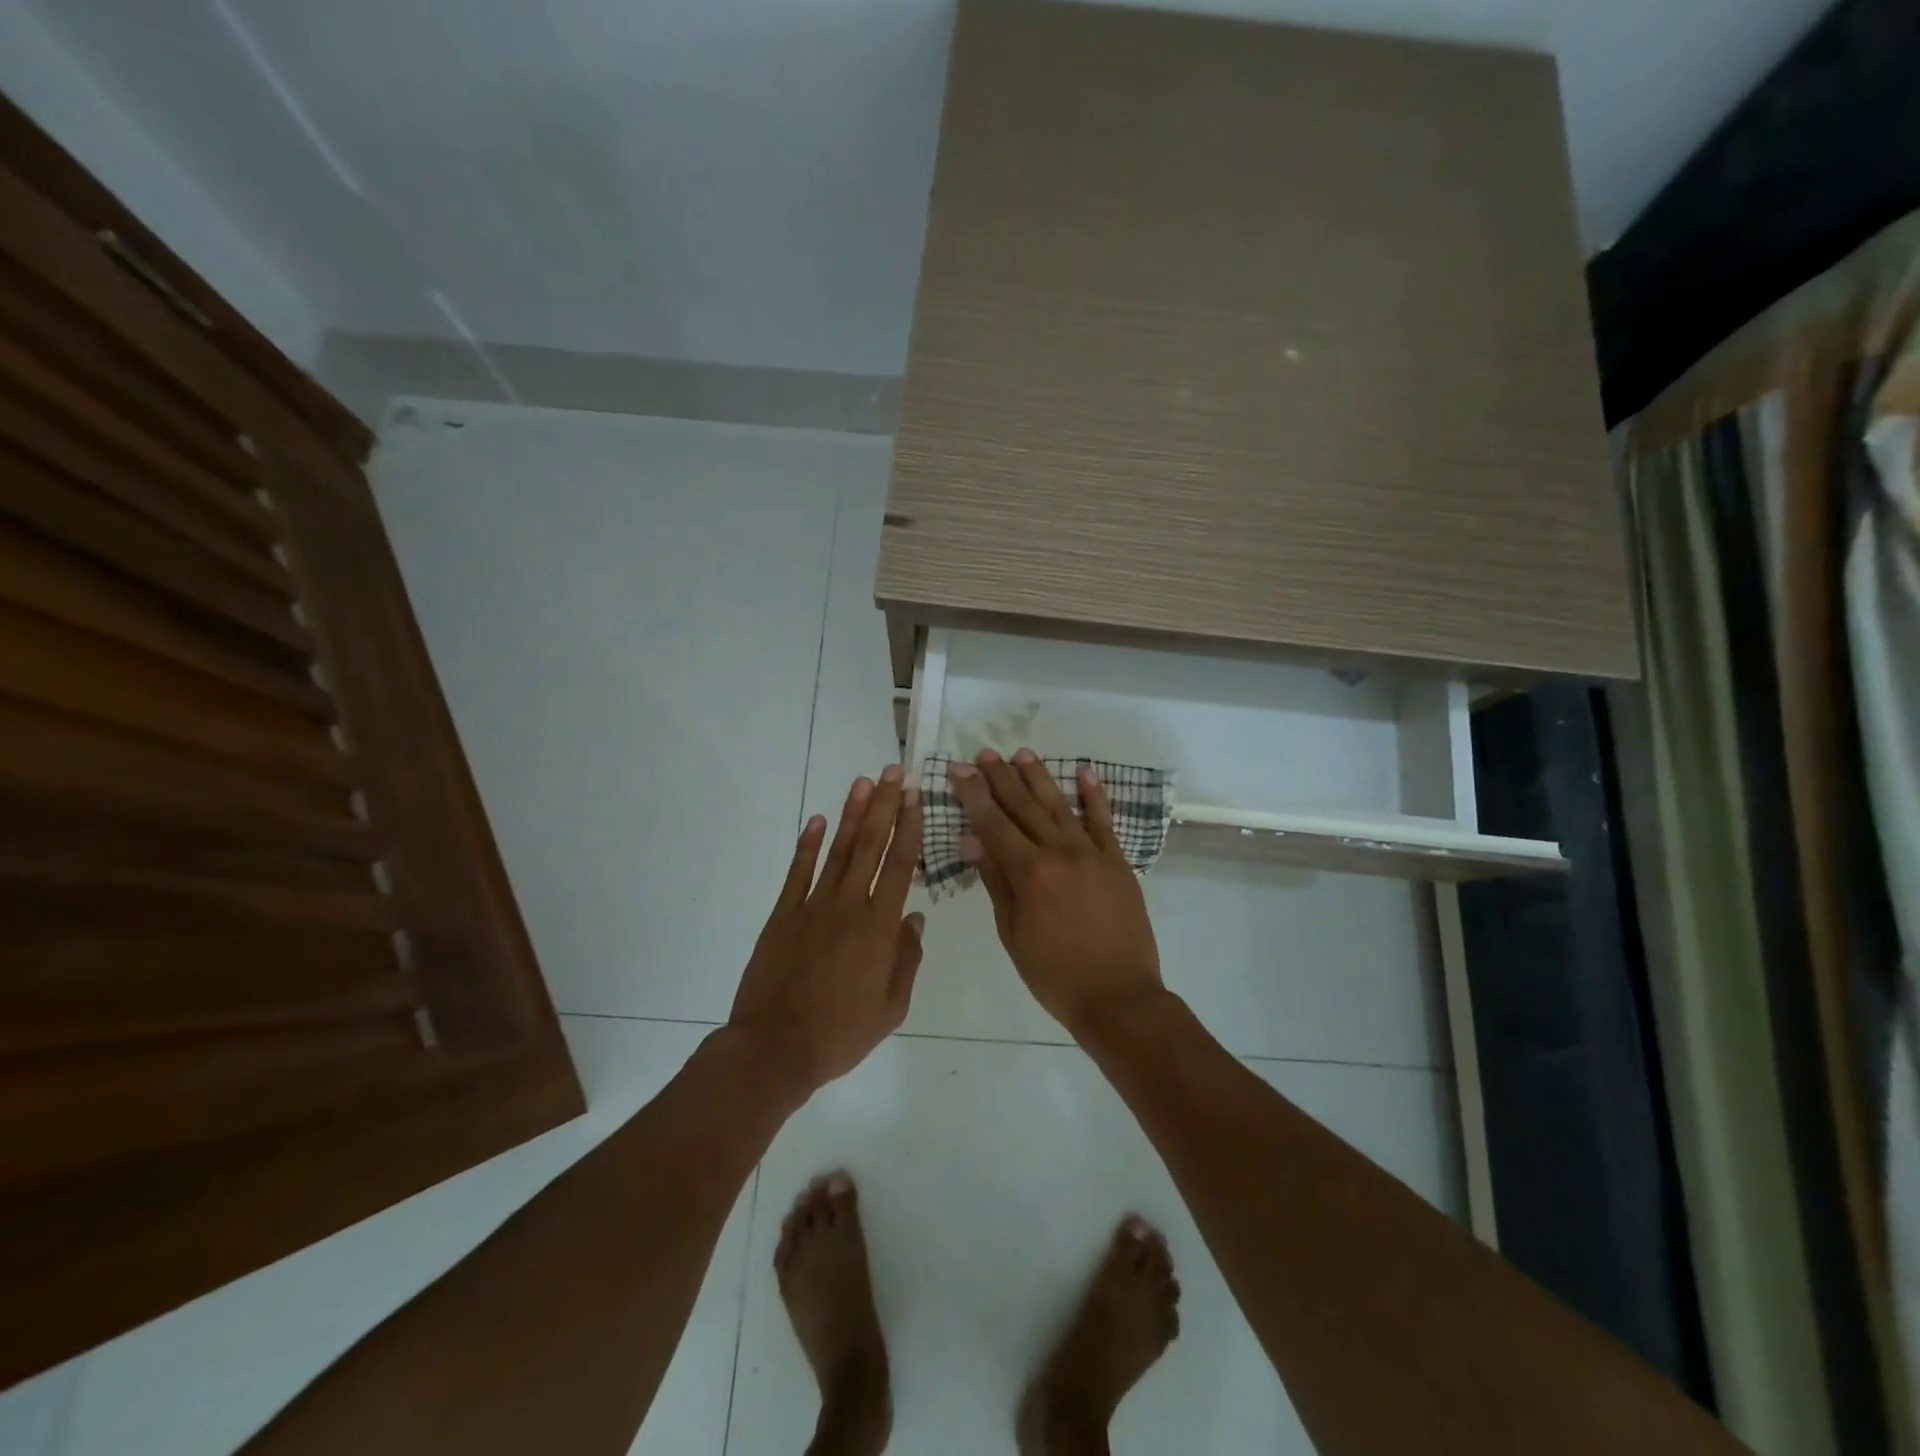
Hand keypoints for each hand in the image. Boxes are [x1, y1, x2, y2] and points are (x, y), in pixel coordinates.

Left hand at [729, 767, 923, 1089]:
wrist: (775, 1048)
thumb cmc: (841, 1033)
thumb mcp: (892, 1007)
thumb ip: (907, 958)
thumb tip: (915, 917)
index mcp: (879, 928)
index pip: (900, 866)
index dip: (909, 828)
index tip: (915, 797)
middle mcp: (849, 907)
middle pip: (870, 847)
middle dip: (884, 806)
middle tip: (893, 772)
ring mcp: (812, 907)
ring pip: (836, 851)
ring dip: (850, 815)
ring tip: (862, 782)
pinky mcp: (782, 915)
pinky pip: (797, 873)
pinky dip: (807, 845)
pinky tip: (816, 820)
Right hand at [947, 749, 1164, 1036]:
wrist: (1119, 997)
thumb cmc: (1054, 974)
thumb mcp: (1013, 933)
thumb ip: (995, 882)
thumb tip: (972, 840)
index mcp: (1029, 873)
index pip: (993, 824)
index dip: (973, 796)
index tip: (958, 771)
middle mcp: (1060, 853)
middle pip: (1024, 807)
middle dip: (1001, 778)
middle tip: (984, 754)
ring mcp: (1092, 854)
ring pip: (1060, 806)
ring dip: (1039, 778)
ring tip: (1021, 753)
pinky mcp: (1118, 862)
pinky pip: (1104, 822)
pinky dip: (1095, 796)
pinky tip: (1085, 773)